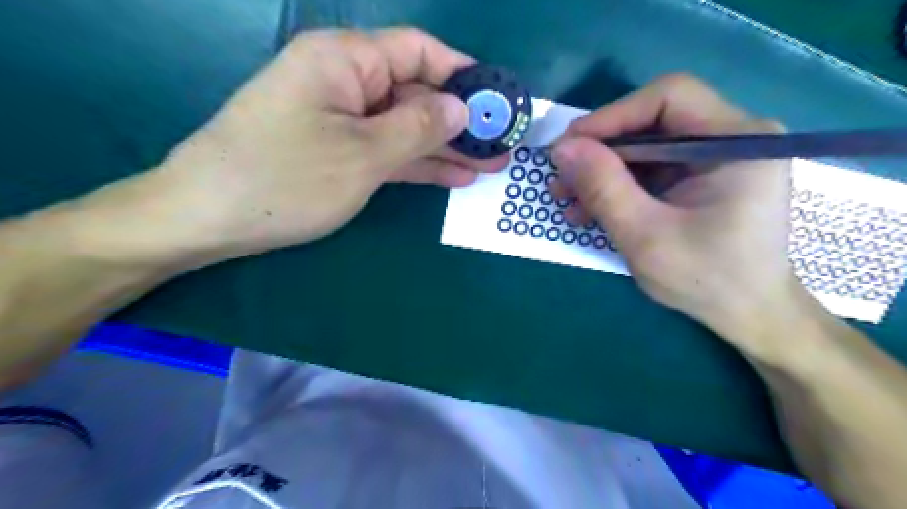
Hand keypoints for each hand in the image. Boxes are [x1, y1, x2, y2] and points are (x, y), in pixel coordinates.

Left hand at [145, 27, 506, 264]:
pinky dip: (418, 163)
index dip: (462, 73)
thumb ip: (419, 128)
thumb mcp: (364, 153)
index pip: (418, 51)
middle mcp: (345, 81)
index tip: (496, 99)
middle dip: (460, 120)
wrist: (210, 219)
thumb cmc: (287, 178)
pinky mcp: (339, 152)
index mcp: (346, 60)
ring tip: (490, 164)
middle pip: (415, 93)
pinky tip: (454, 176)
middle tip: (501, 144)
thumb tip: (463, 109)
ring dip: (446, 147)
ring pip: (405, 127)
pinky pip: (388, 150)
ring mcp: (342, 120)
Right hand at [544, 72, 794, 349]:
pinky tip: (590, 210)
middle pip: (652, 123)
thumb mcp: (645, 235)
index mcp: (737, 141)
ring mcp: (716, 159)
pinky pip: (651, 171)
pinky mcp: (701, 179)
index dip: (612, 116)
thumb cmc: (706, 280)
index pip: (668, 98)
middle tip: (561, 179)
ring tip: (567, 200)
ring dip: (602, 172)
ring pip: (645, 149)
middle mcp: (731, 138)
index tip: (569, 146)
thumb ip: (603, 188)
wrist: (748, 316)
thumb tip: (562, 148)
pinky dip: (618, 188)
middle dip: (600, 152)